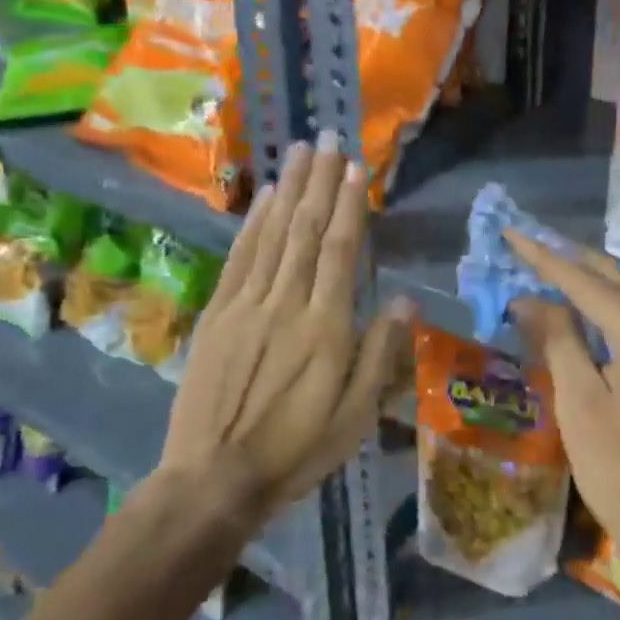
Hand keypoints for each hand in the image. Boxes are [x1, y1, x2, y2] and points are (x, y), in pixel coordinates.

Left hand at [163, 131, 413, 513]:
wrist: (213, 480)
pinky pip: (240, 258)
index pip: (339, 251)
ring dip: (289, 189)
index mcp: (326, 328)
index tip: (355, 167)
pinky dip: (253, 223)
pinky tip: (265, 196)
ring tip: (300, 151)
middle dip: (320, 182)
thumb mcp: (356, 416)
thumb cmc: (296, 450)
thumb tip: (405, 300)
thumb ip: (381, 354)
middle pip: (306, 230)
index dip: (349, 205)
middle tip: (328, 139)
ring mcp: (247, 305)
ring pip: (273, 234)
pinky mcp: (218, 314)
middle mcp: (287, 304)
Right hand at [504, 231, 619, 573]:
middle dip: (568, 264)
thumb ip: (557, 340)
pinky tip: (583, 309)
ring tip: (546, 271)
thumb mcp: (579, 404)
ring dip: (588, 286)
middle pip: (614, 281)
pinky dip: (609, 311)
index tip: (512, 233)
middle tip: (526, 247)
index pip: (587, 283)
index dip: (545, 259)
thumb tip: (528, 299)